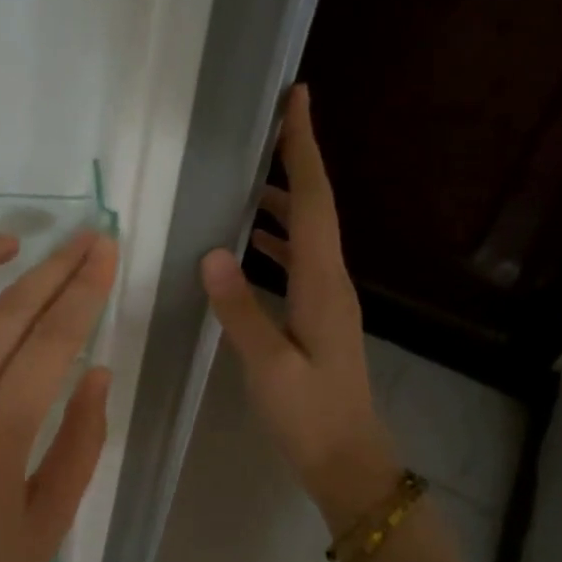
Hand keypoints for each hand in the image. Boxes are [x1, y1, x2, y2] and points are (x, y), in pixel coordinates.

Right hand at [200, 84, 398, 534]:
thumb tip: (212, 252)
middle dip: (295, 163)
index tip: (297, 100)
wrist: (348, 461)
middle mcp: (332, 282)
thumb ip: (240, 309)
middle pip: (315, 209)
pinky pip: (299, 263)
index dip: (303, 150)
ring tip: (248, 181)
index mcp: (322, 285)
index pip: (312, 203)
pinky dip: (278, 242)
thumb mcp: (268, 366)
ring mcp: (328, 301)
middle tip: (267, 128)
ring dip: (283, 203)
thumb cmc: (309, 416)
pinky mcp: (319, 319)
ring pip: (307, 235)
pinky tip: (252, 246)